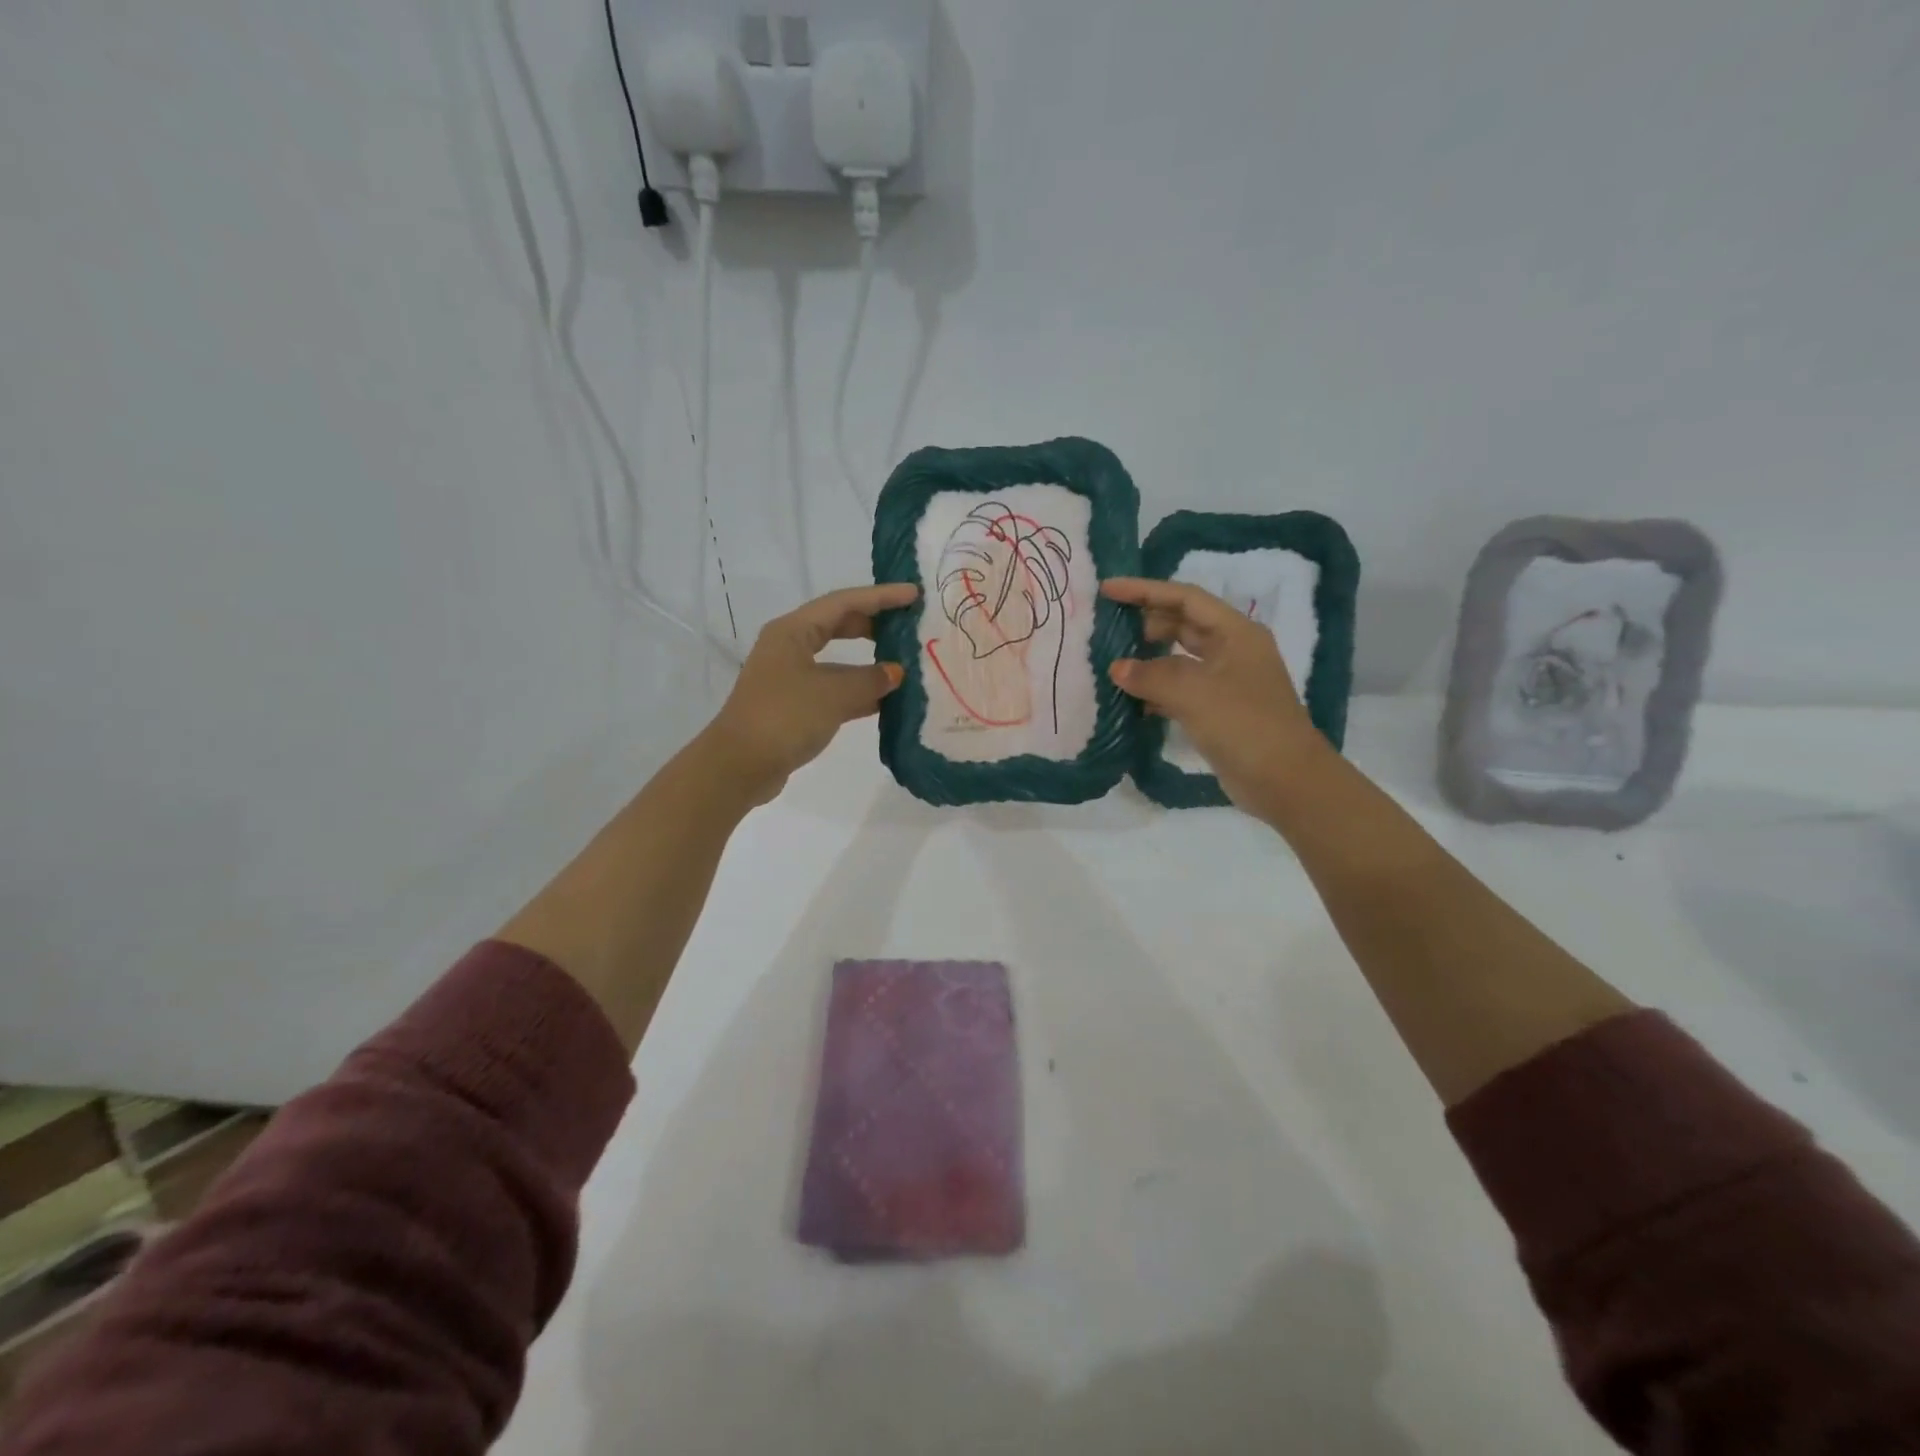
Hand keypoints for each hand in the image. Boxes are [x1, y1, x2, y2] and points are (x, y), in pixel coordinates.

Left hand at [701, 582, 919, 805]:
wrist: (739, 766)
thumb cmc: (784, 717)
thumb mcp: (834, 694)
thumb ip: (870, 680)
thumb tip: (895, 673)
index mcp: (793, 631)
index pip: (844, 603)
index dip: (881, 597)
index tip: (914, 594)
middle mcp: (789, 647)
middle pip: (838, 626)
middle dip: (874, 625)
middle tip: (909, 626)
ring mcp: (790, 678)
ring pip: (838, 661)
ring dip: (869, 664)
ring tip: (906, 665)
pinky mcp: (794, 706)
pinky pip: (834, 689)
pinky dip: (859, 692)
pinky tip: (887, 701)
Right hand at [1102, 577, 1331, 817]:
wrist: (1285, 780)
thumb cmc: (1244, 724)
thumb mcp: (1194, 694)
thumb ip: (1151, 676)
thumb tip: (1117, 668)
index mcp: (1236, 633)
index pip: (1185, 598)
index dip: (1145, 590)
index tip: (1107, 589)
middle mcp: (1233, 651)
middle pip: (1183, 624)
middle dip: (1146, 621)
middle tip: (1109, 626)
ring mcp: (1227, 682)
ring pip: (1180, 658)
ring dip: (1149, 658)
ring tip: (1113, 660)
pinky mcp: (1219, 711)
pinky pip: (1180, 689)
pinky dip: (1156, 690)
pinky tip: (1132, 699)